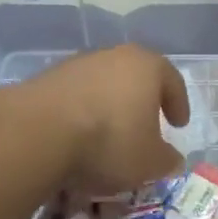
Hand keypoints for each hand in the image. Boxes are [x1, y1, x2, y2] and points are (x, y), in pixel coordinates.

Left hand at [25, 45, 189, 194]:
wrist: (38, 132)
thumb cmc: (109, 141)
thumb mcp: (150, 162)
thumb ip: (166, 160)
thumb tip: (172, 160)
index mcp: (147, 66)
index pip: (172, 81)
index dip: (178, 104)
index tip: (179, 125)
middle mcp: (113, 56)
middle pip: (135, 77)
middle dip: (142, 101)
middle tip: (146, 125)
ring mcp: (77, 64)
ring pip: (103, 84)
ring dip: (109, 106)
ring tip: (109, 135)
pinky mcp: (47, 78)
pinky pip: (76, 96)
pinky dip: (82, 113)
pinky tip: (79, 137)